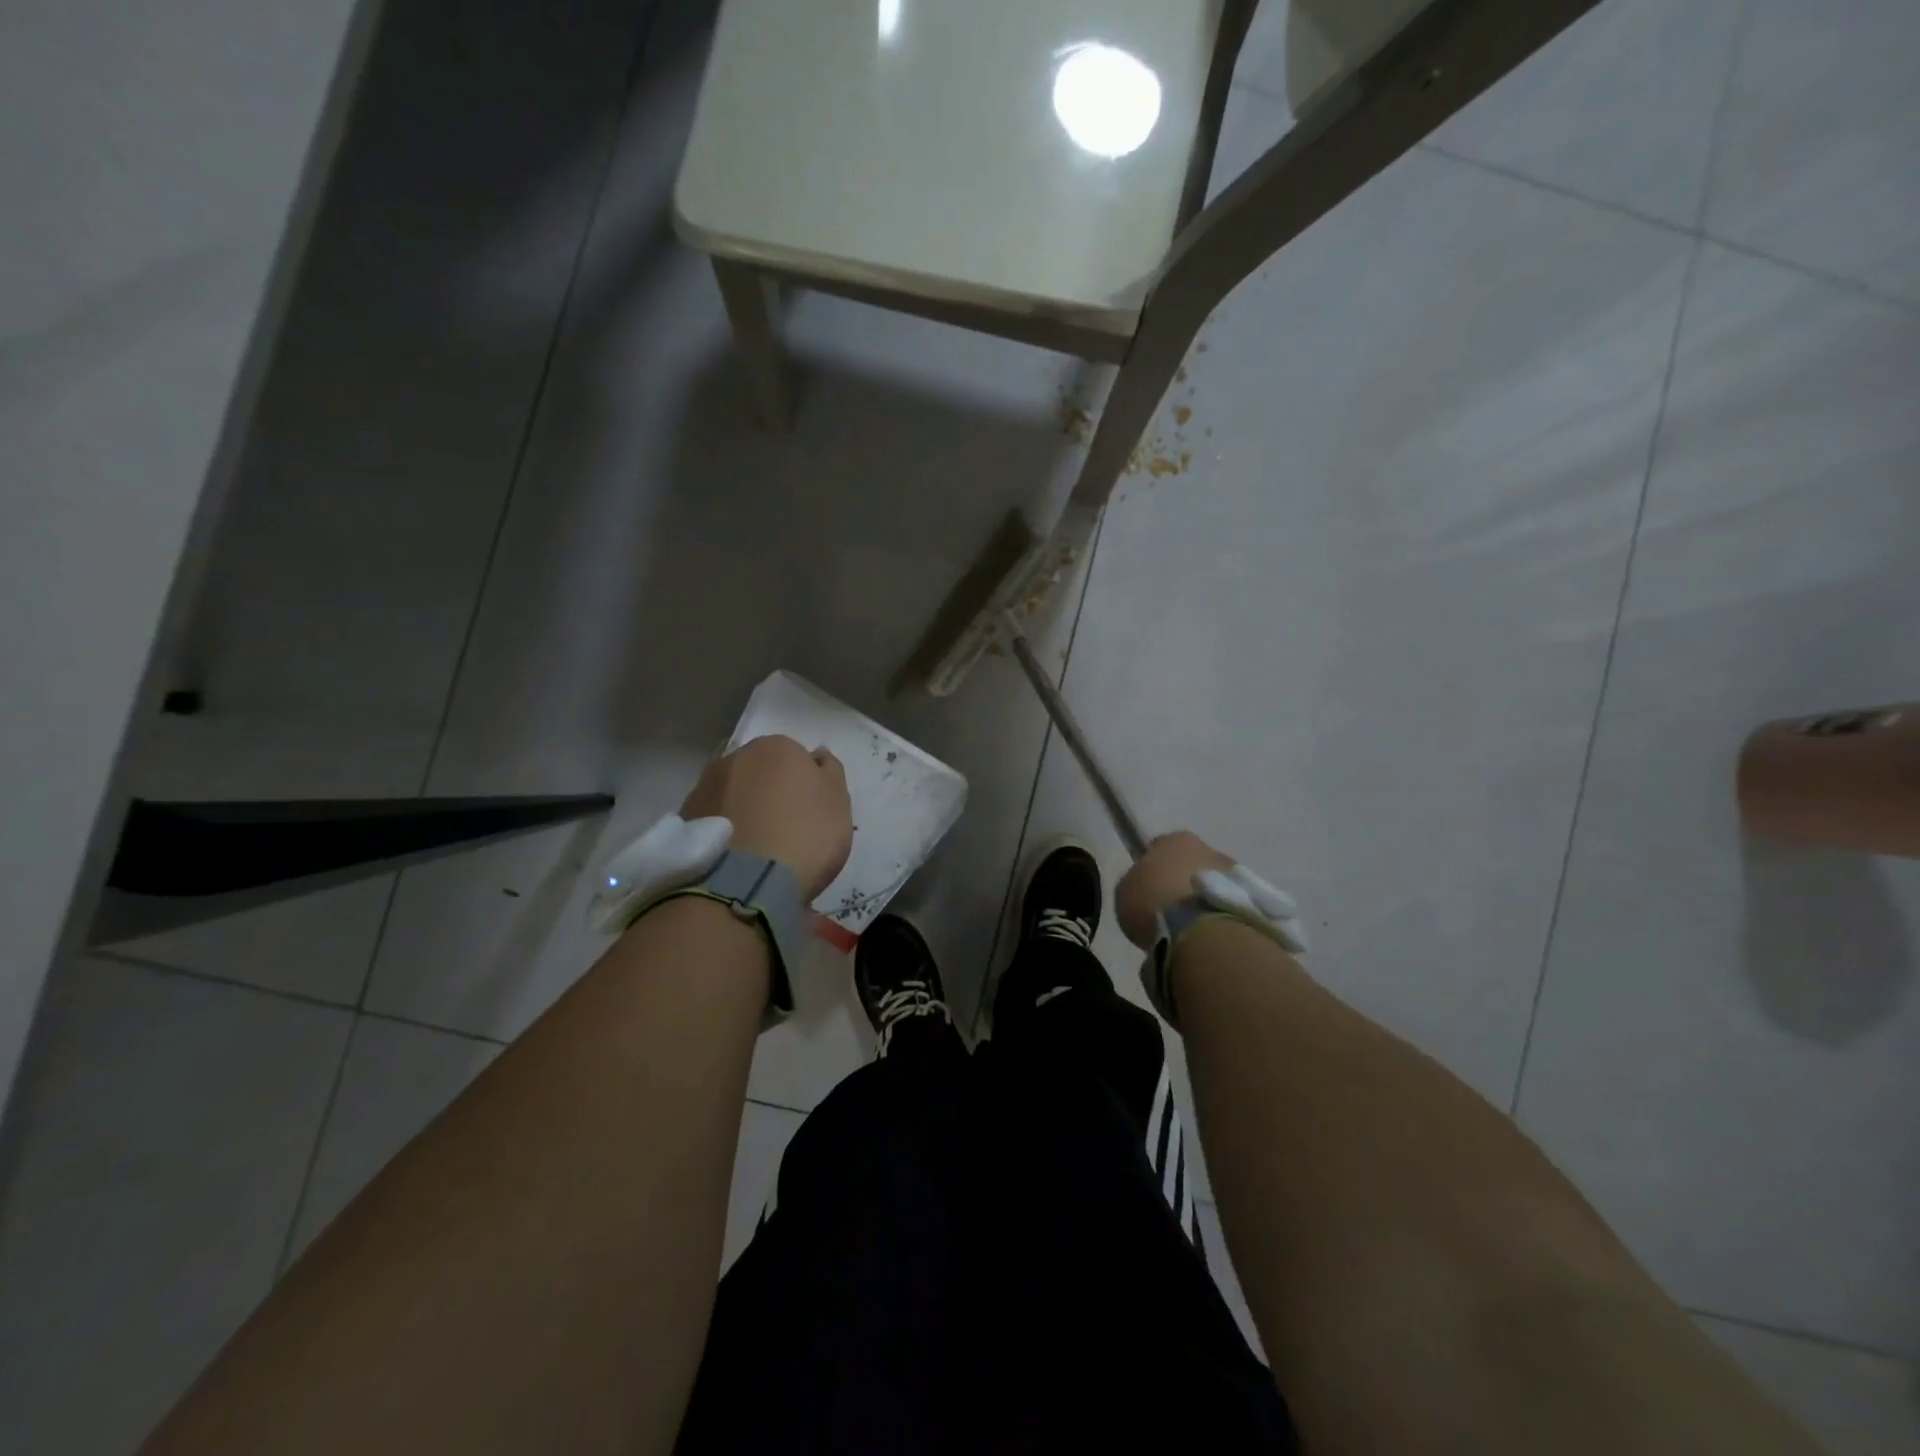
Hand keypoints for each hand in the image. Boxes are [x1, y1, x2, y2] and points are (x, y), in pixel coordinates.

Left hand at [680, 736, 852, 898]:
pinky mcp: (683, 818)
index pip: (797, 759)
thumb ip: (831, 772)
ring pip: (734, 794)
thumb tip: (816, 755)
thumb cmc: (804, 836)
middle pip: (762, 773)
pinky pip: (714, 819)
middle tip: (785, 831)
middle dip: (771, 794)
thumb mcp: (838, 803)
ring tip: (758, 850)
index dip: (806, 787)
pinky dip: (725, 831)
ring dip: (745, 811)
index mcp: (778, 747)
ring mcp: (704, 786)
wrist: (744, 883)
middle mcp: (736, 756)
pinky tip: (735, 857)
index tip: (810, 815)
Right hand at [1116, 830, 1235, 948]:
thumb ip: (1136, 882)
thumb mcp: (1125, 891)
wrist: (1201, 934)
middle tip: (1170, 910)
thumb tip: (1146, 886)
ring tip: (1189, 928)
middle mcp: (1209, 849)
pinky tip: (1206, 936)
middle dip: (1183, 882)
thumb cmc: (1154, 903)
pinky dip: (1218, 916)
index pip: (1160, 846)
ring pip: (1213, 885)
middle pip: (1192, 864)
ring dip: (1203, 900)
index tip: (1147, 888)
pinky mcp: (1254, 902)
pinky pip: (1228, 905)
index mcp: (1176, 840)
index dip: (1152, 867)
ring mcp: (1236, 874)